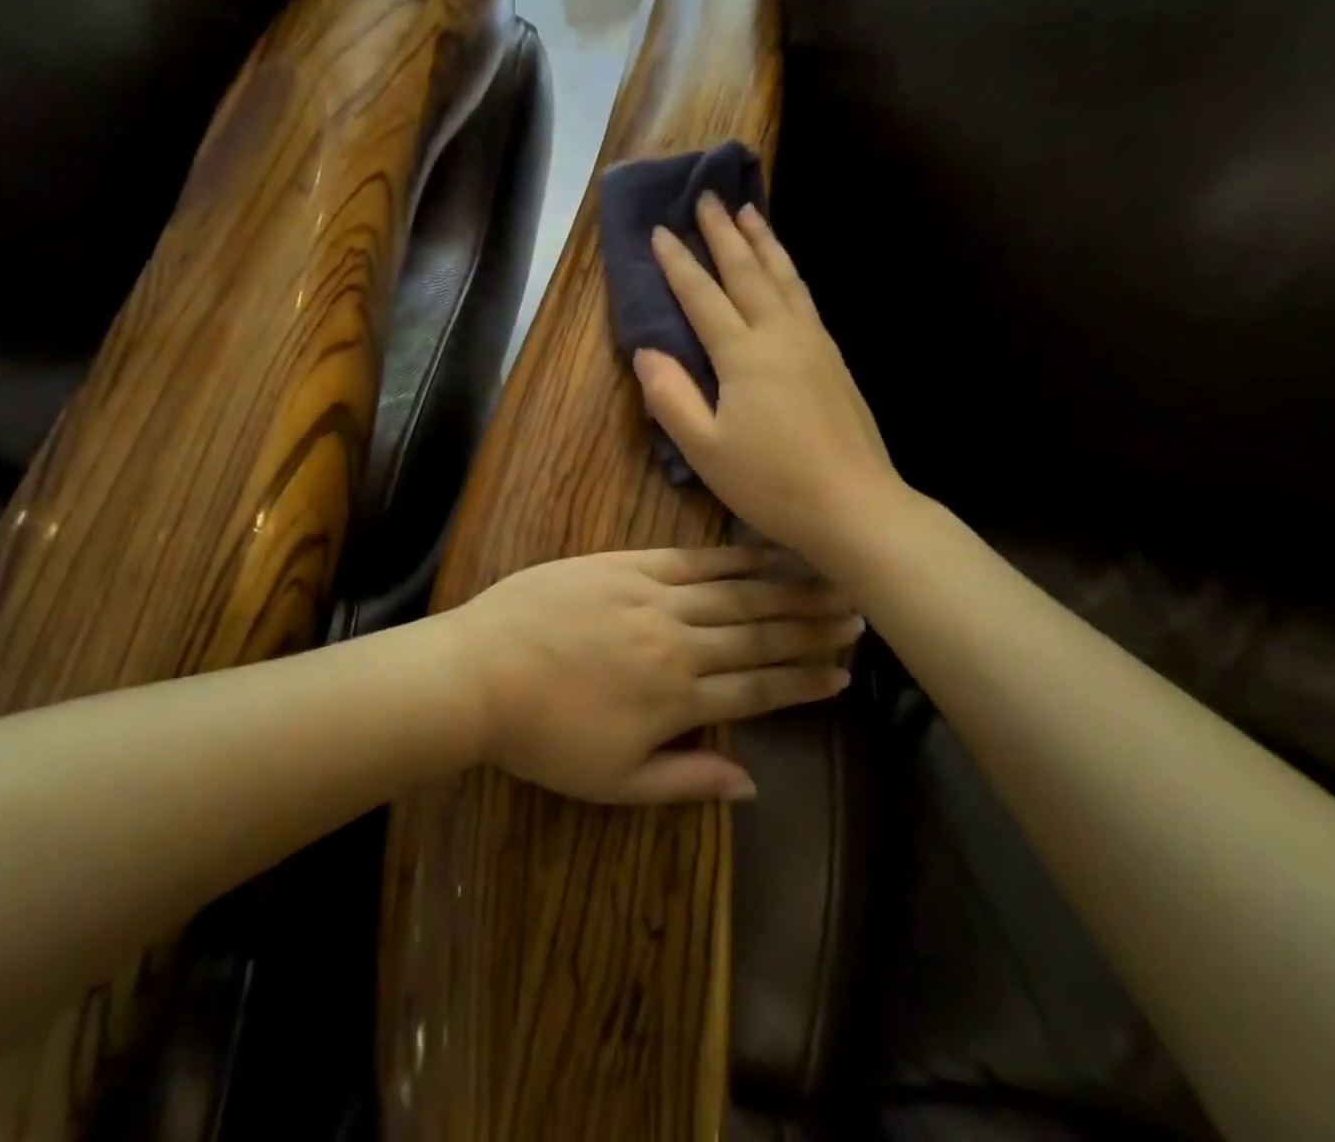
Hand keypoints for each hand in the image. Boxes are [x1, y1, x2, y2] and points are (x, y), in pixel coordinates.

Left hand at [453, 546, 860, 803]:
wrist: (480, 671)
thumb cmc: (543, 736)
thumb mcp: (613, 782)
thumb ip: (686, 778)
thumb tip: (752, 784)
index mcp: (677, 699)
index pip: (759, 688)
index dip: (803, 681)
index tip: (843, 674)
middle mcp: (678, 642)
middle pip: (758, 635)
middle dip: (810, 628)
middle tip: (855, 618)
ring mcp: (653, 597)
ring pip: (735, 593)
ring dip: (785, 590)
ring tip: (829, 581)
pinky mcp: (626, 564)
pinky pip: (692, 558)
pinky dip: (733, 557)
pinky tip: (763, 551)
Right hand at [633, 196, 901, 566]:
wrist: (855, 506)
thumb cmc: (772, 483)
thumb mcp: (705, 450)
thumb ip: (671, 397)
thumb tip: (647, 351)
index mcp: (743, 355)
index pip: (702, 296)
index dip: (678, 264)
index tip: (659, 230)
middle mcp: (780, 335)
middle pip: (747, 272)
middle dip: (724, 233)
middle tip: (708, 196)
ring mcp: (814, 343)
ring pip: (784, 277)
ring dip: (763, 241)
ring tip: (750, 210)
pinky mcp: (834, 358)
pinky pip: (805, 297)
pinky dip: (788, 271)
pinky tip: (785, 269)